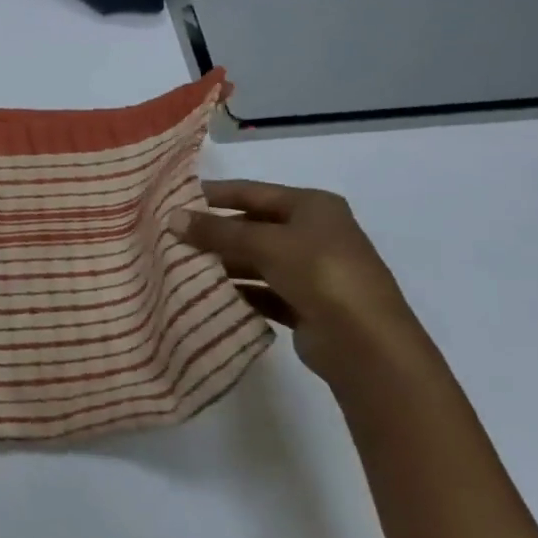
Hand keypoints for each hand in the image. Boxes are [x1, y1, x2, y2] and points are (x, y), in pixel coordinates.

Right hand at [171, 180, 436, 389]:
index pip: (252, 192)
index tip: (173, 199)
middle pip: (252, 226)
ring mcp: (311, 271)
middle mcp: (313, 233)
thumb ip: (217, 230)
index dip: (213, 194)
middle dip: (214, 233)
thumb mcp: (265, 243)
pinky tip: (207, 294)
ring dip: (222, 263)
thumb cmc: (320, 274)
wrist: (367, 345)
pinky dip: (237, 291)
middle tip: (170, 237)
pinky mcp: (305, 305)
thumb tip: (172, 217)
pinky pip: (261, 291)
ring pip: (255, 260)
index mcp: (312, 206)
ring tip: (180, 266)